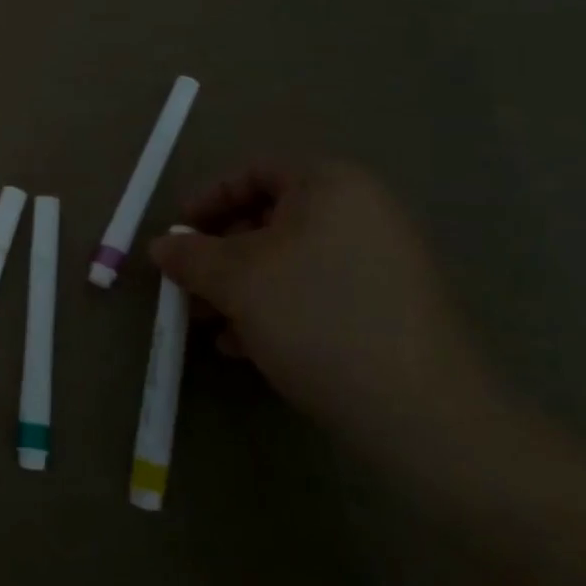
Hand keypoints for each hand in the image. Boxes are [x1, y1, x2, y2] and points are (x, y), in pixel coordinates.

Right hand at [147, 162, 492, 450]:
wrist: (423, 413)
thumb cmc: (317, 319)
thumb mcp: (236, 281)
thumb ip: (190, 255)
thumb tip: (161, 246)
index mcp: (330, 186)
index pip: (253, 172)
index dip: (206, 200)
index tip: (177, 235)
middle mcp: (361, 212)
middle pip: (269, 218)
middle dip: (219, 254)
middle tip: (188, 286)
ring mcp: (381, 261)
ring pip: (289, 260)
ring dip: (240, 287)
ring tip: (209, 324)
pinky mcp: (388, 307)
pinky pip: (317, 291)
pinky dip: (276, 308)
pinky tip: (246, 347)